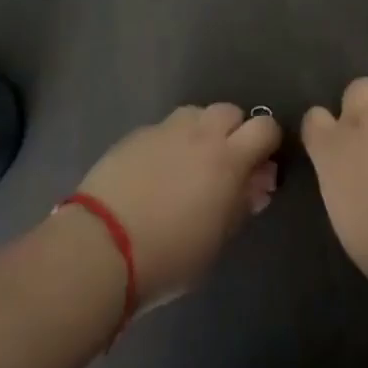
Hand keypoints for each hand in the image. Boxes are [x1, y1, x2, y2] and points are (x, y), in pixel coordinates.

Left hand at [74, 103, 281, 307]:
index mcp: (228, 158)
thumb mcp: (217, 240)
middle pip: (230, 111)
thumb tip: (258, 183)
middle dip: (233, 131)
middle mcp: (200, 133)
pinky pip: (162, 129)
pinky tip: (154, 171)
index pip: (265, 127)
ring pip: (195, 114)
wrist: (99, 249)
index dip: (268, 142)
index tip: (260, 166)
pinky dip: (168, 143)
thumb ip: (242, 204)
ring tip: (188, 162)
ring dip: (200, 131)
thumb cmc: (168, 256)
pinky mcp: (134, 135)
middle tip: (224, 164)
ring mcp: (164, 130)